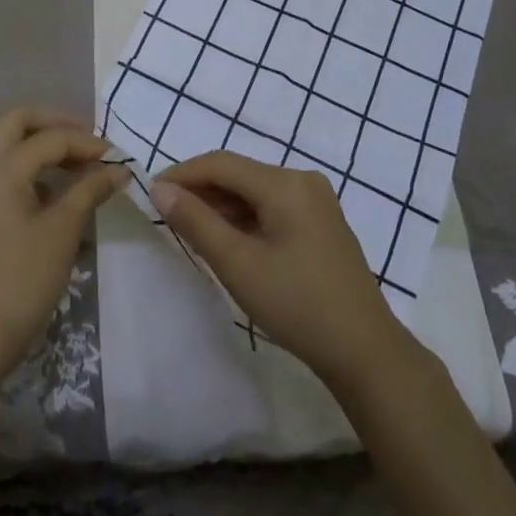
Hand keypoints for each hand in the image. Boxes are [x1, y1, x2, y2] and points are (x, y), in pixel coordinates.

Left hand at [0, 108, 124, 401]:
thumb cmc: (24, 279)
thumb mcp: (63, 231)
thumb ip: (91, 190)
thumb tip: (119, 169)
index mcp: (0, 169)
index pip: (50, 139)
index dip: (87, 144)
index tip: (116, 156)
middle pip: (17, 123)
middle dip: (55, 125)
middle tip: (88, 141)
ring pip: (8, 146)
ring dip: (42, 146)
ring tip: (81, 166)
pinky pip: (2, 171)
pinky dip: (30, 169)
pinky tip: (58, 191)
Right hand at [150, 152, 416, 392]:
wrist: (365, 351)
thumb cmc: (297, 304)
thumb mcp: (238, 264)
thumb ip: (196, 222)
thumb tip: (160, 189)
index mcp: (285, 183)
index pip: (220, 163)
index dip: (182, 174)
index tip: (150, 193)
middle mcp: (302, 180)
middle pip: (239, 174)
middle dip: (200, 190)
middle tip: (166, 214)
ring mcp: (316, 201)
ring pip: (255, 191)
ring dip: (221, 205)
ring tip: (189, 228)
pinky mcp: (321, 223)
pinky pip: (272, 206)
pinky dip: (244, 217)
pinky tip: (227, 239)